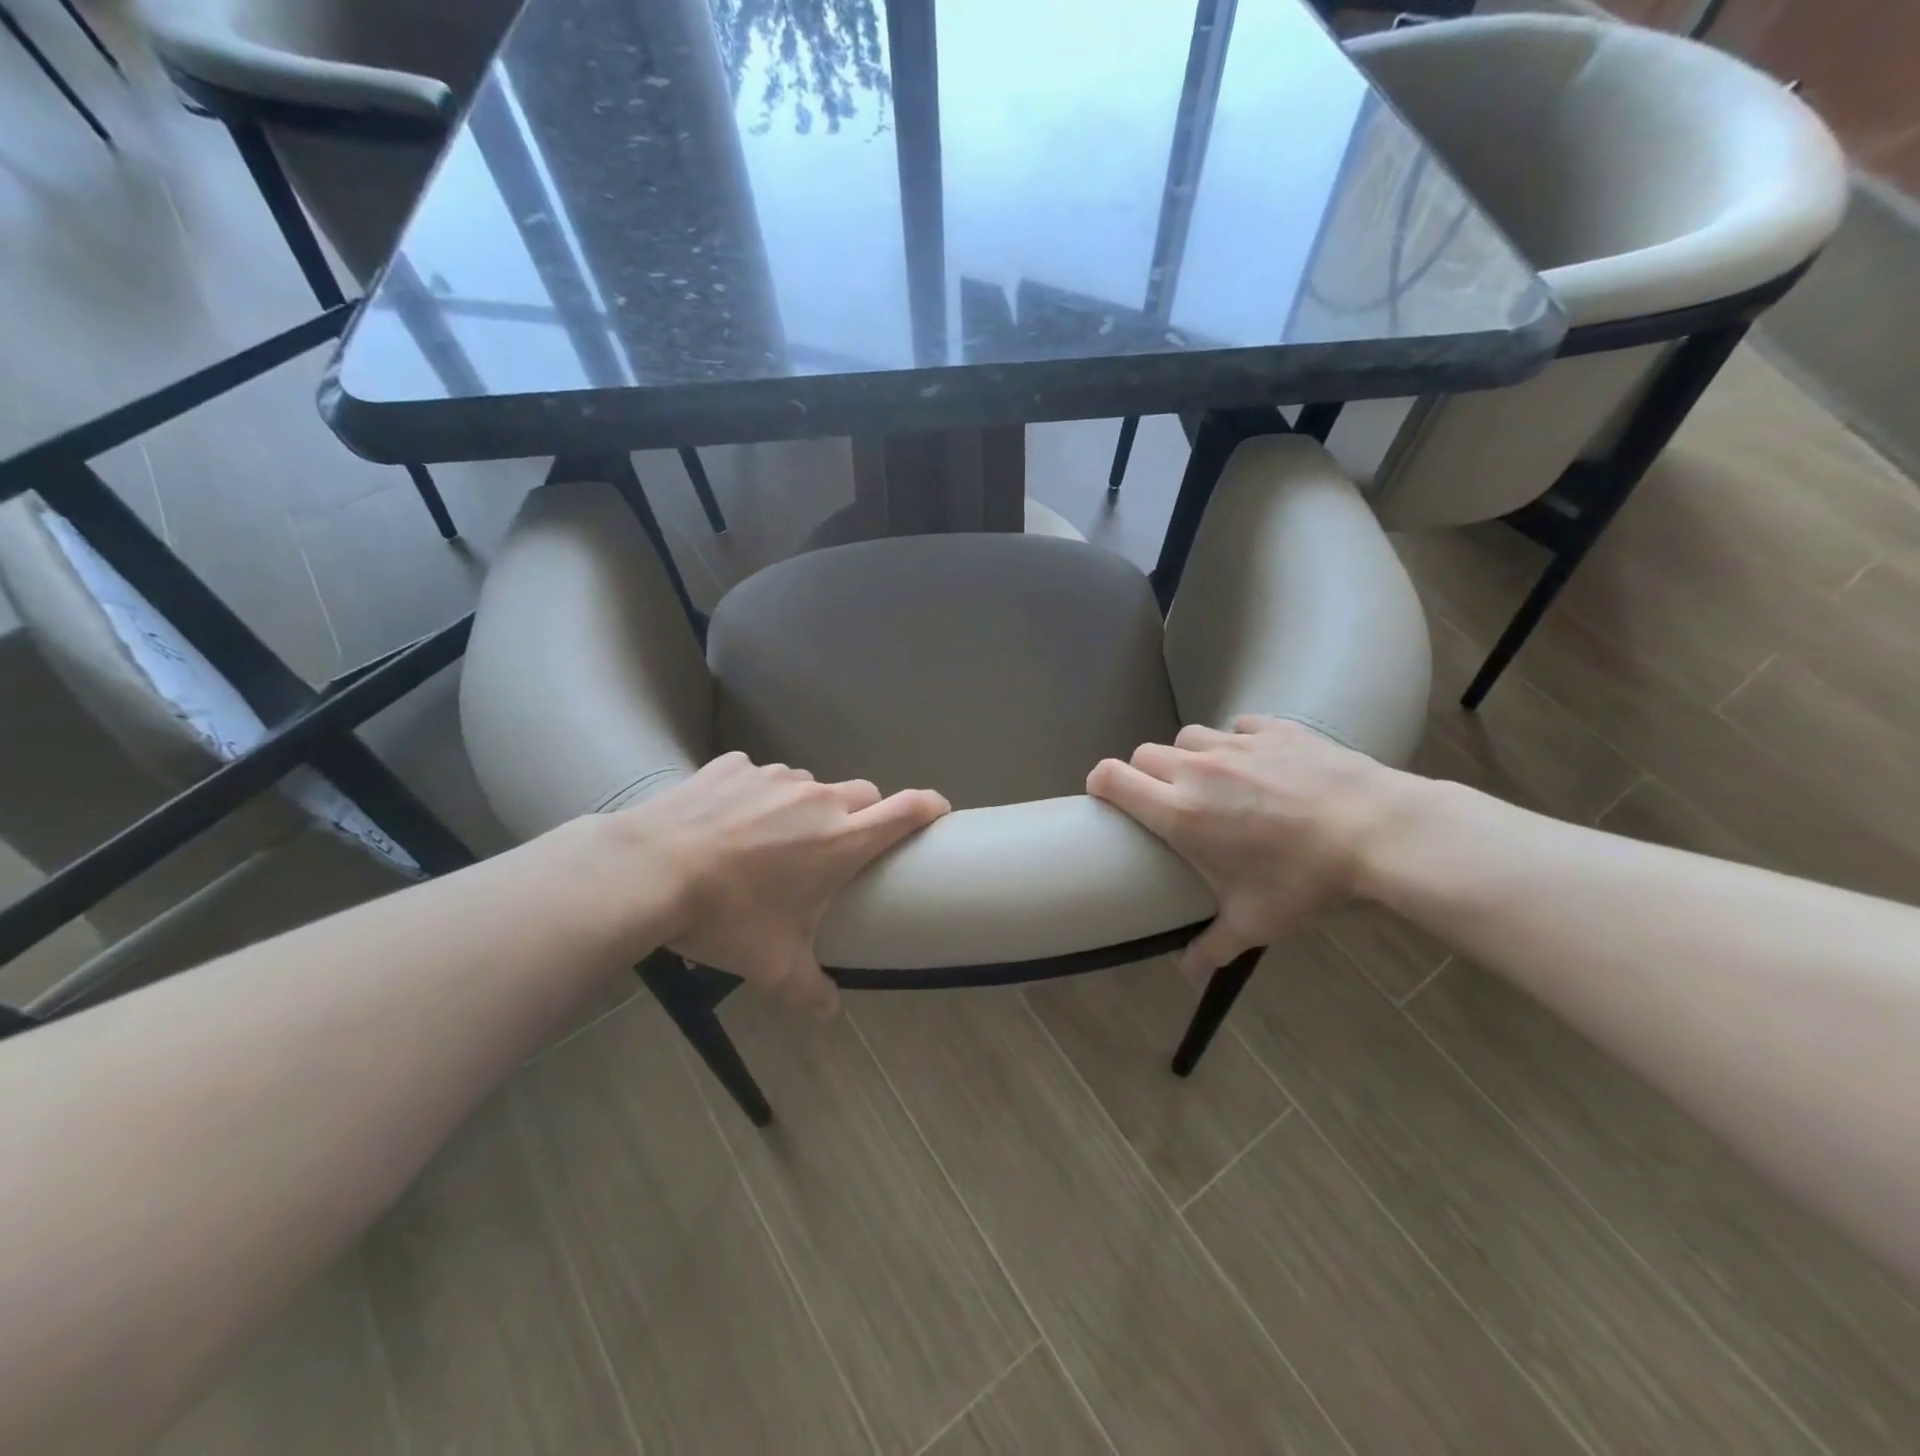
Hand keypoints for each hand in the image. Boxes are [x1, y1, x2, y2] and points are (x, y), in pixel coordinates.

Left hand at [611, 753, 948, 1013]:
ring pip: (809, 786)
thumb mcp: (772, 966)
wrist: (648, 871)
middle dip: (862, 816)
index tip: (939, 813)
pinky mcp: (734, 764)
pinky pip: (760, 776)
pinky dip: (756, 796)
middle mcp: (817, 798)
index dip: (931, 806)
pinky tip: (727, 822)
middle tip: (834, 850)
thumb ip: (810, 992)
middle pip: (863, 794)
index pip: (907, 809)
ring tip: (770, 841)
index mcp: (841, 840)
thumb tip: (829, 1014)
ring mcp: (774, 776)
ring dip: (804, 808)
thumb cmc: (726, 917)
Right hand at [1087, 717, 1408, 978]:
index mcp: (1180, 811)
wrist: (1377, 830)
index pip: (1112, 777)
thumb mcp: (1255, 922)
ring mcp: (1236, 744)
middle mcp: (1197, 770)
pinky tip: (1255, 763)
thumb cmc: (1304, 879)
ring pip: (1188, 737)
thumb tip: (1187, 974)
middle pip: (1144, 754)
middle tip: (1164, 801)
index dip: (1099, 782)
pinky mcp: (1273, 729)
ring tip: (1210, 780)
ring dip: (1187, 756)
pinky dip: (1235, 742)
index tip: (1104, 797)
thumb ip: (1211, 946)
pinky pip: (1236, 727)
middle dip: (1143, 774)